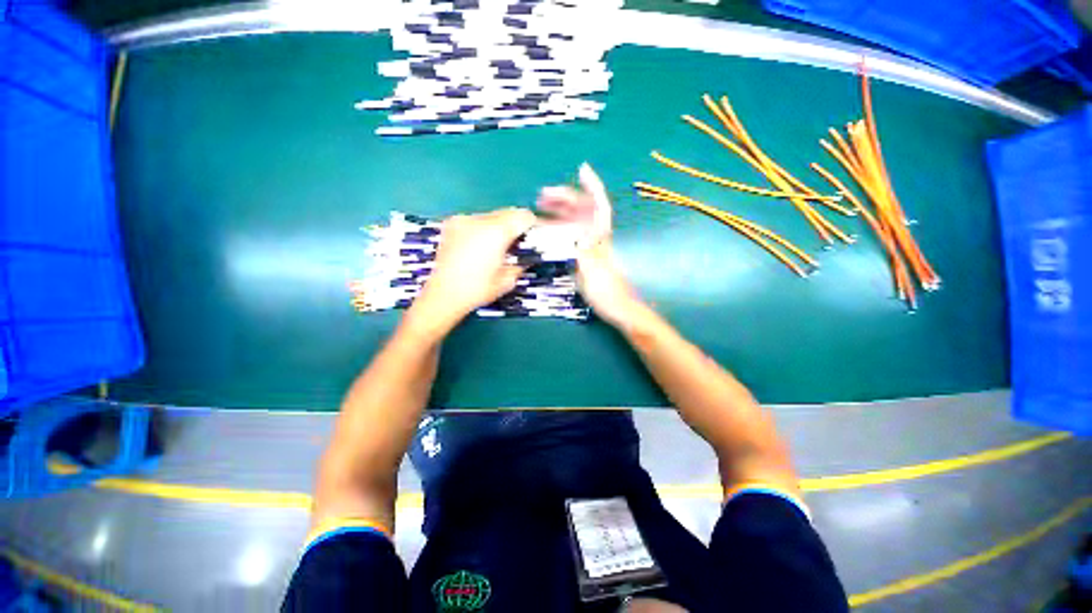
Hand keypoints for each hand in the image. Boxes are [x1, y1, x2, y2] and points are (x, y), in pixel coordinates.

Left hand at [408, 208, 537, 335]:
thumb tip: (524, 257)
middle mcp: (480, 220)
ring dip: (499, 226)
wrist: (443, 295)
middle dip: (515, 224)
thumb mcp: (507, 280)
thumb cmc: (478, 290)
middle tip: (517, 242)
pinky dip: (483, 228)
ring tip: (497, 245)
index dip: (532, 224)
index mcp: (496, 232)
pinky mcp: (452, 224)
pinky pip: (476, 220)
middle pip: (507, 212)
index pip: (522, 216)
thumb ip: (520, 263)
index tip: (534, 235)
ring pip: (491, 216)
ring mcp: (463, 220)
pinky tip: (479, 245)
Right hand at [537, 164, 649, 329]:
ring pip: (576, 223)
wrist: (618, 309)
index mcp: (600, 238)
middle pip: (583, 210)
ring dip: (560, 212)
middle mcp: (597, 238)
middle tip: (542, 195)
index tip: (582, 169)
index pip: (598, 206)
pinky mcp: (587, 257)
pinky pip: (571, 237)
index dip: (592, 186)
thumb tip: (570, 229)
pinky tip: (548, 232)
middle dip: (564, 198)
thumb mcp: (592, 271)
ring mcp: (591, 247)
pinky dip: (559, 230)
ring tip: (540, 209)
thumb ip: (582, 249)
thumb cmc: (607, 292)